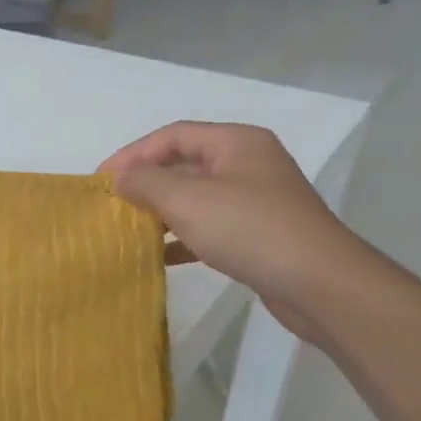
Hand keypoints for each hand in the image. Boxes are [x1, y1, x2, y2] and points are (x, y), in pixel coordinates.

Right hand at [99, 122, 370, 337]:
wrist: (319, 284)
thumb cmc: (250, 229)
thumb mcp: (188, 200)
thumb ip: (146, 182)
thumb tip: (119, 177)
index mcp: (236, 142)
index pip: (173, 135)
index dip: (132, 154)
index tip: (100, 181)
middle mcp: (248, 164)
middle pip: (184, 164)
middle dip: (146, 183)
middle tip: (112, 204)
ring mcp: (256, 201)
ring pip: (196, 198)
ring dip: (161, 212)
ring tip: (128, 229)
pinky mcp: (258, 234)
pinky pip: (210, 227)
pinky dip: (182, 238)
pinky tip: (159, 256)